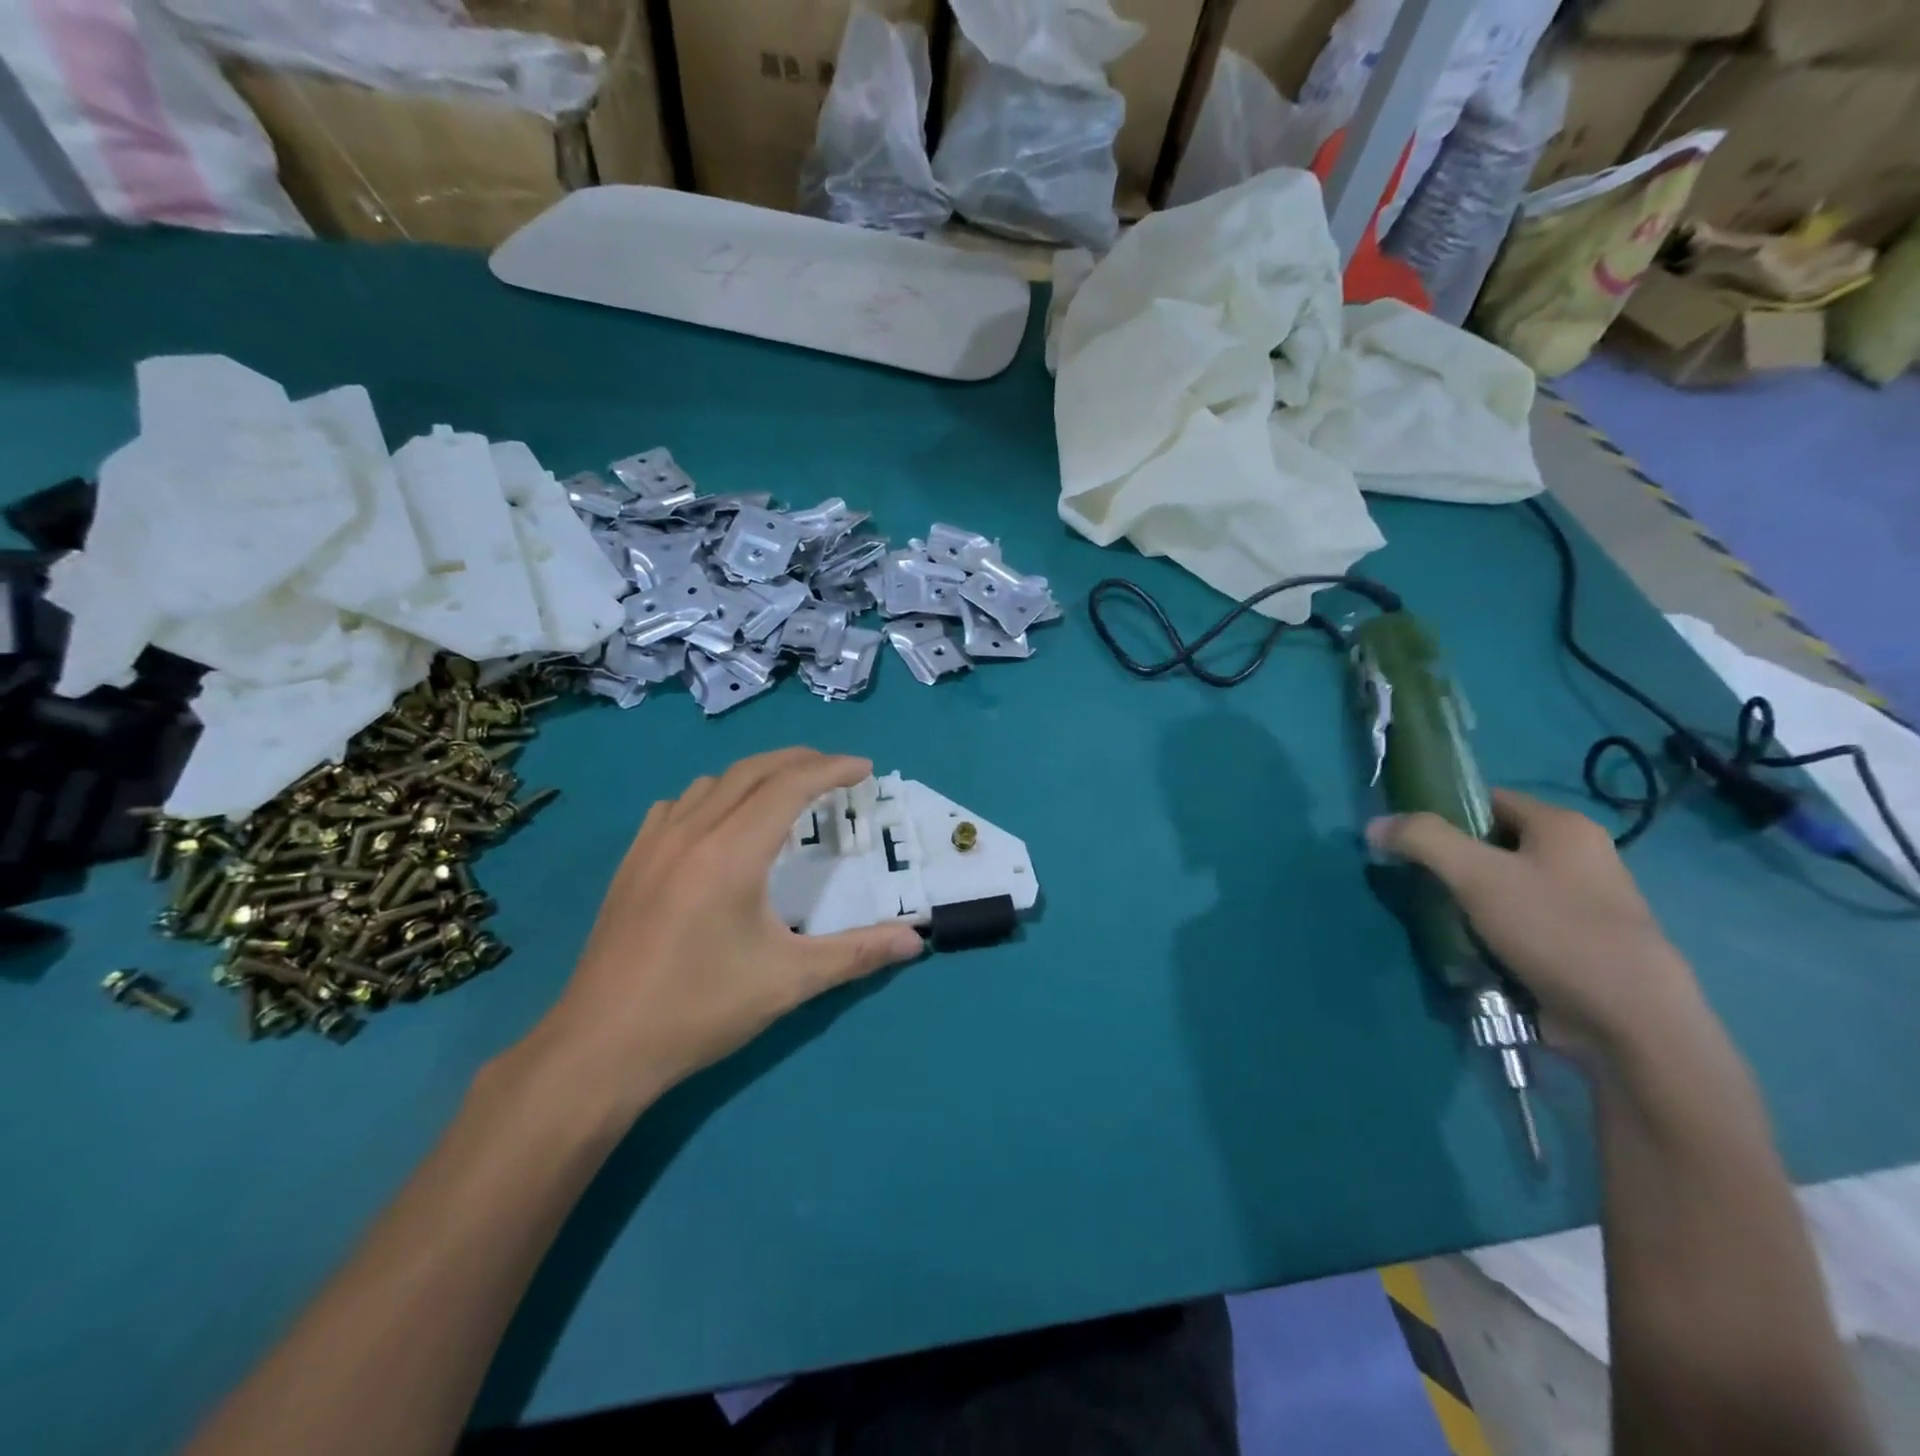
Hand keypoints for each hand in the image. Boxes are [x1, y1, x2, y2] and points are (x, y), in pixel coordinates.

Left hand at [525, 749, 924, 1113]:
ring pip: (712, 783)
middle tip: (837, 771)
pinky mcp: (631, 864)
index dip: (832, 769)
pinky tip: (718, 823)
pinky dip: (712, 796)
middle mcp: (691, 832)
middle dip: (800, 760)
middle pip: (752, 770)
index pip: (789, 785)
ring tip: (786, 794)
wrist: (601, 1048)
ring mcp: (653, 844)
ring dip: (756, 775)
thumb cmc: (701, 1009)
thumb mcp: (790, 981)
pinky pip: (676, 806)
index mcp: (731, 851)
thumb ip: (858, 953)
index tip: (865, 769)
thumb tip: (917, 940)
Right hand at [1368, 789, 1709, 1063]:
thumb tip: (1375, 825)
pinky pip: (1520, 923)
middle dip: (1451, 862)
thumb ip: (1422, 840)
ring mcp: (1584, 904)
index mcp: (1564, 827)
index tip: (1406, 837)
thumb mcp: (1476, 875)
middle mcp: (1581, 856)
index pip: (1488, 799)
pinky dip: (1490, 931)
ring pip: (1504, 887)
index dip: (1442, 811)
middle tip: (1414, 881)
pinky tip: (1468, 949)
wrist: (1630, 1022)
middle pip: (1494, 845)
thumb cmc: (1553, 929)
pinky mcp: (1580, 945)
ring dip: (1467, 901)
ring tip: (1435, 918)